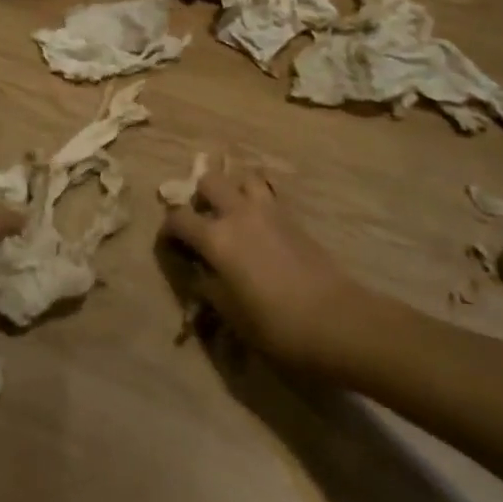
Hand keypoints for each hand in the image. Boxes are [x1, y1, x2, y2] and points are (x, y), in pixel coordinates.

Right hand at [162, 166, 365, 370]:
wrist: (335, 320)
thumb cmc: (275, 324)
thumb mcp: (229, 312)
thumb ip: (207, 285)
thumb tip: (198, 271)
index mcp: (216, 238)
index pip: (178, 218)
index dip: (167, 230)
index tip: (169, 245)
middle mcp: (238, 213)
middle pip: (209, 181)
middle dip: (199, 197)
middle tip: (203, 223)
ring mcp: (268, 210)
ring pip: (242, 177)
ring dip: (232, 190)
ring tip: (233, 215)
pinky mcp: (292, 217)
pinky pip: (267, 193)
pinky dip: (256, 200)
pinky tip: (259, 227)